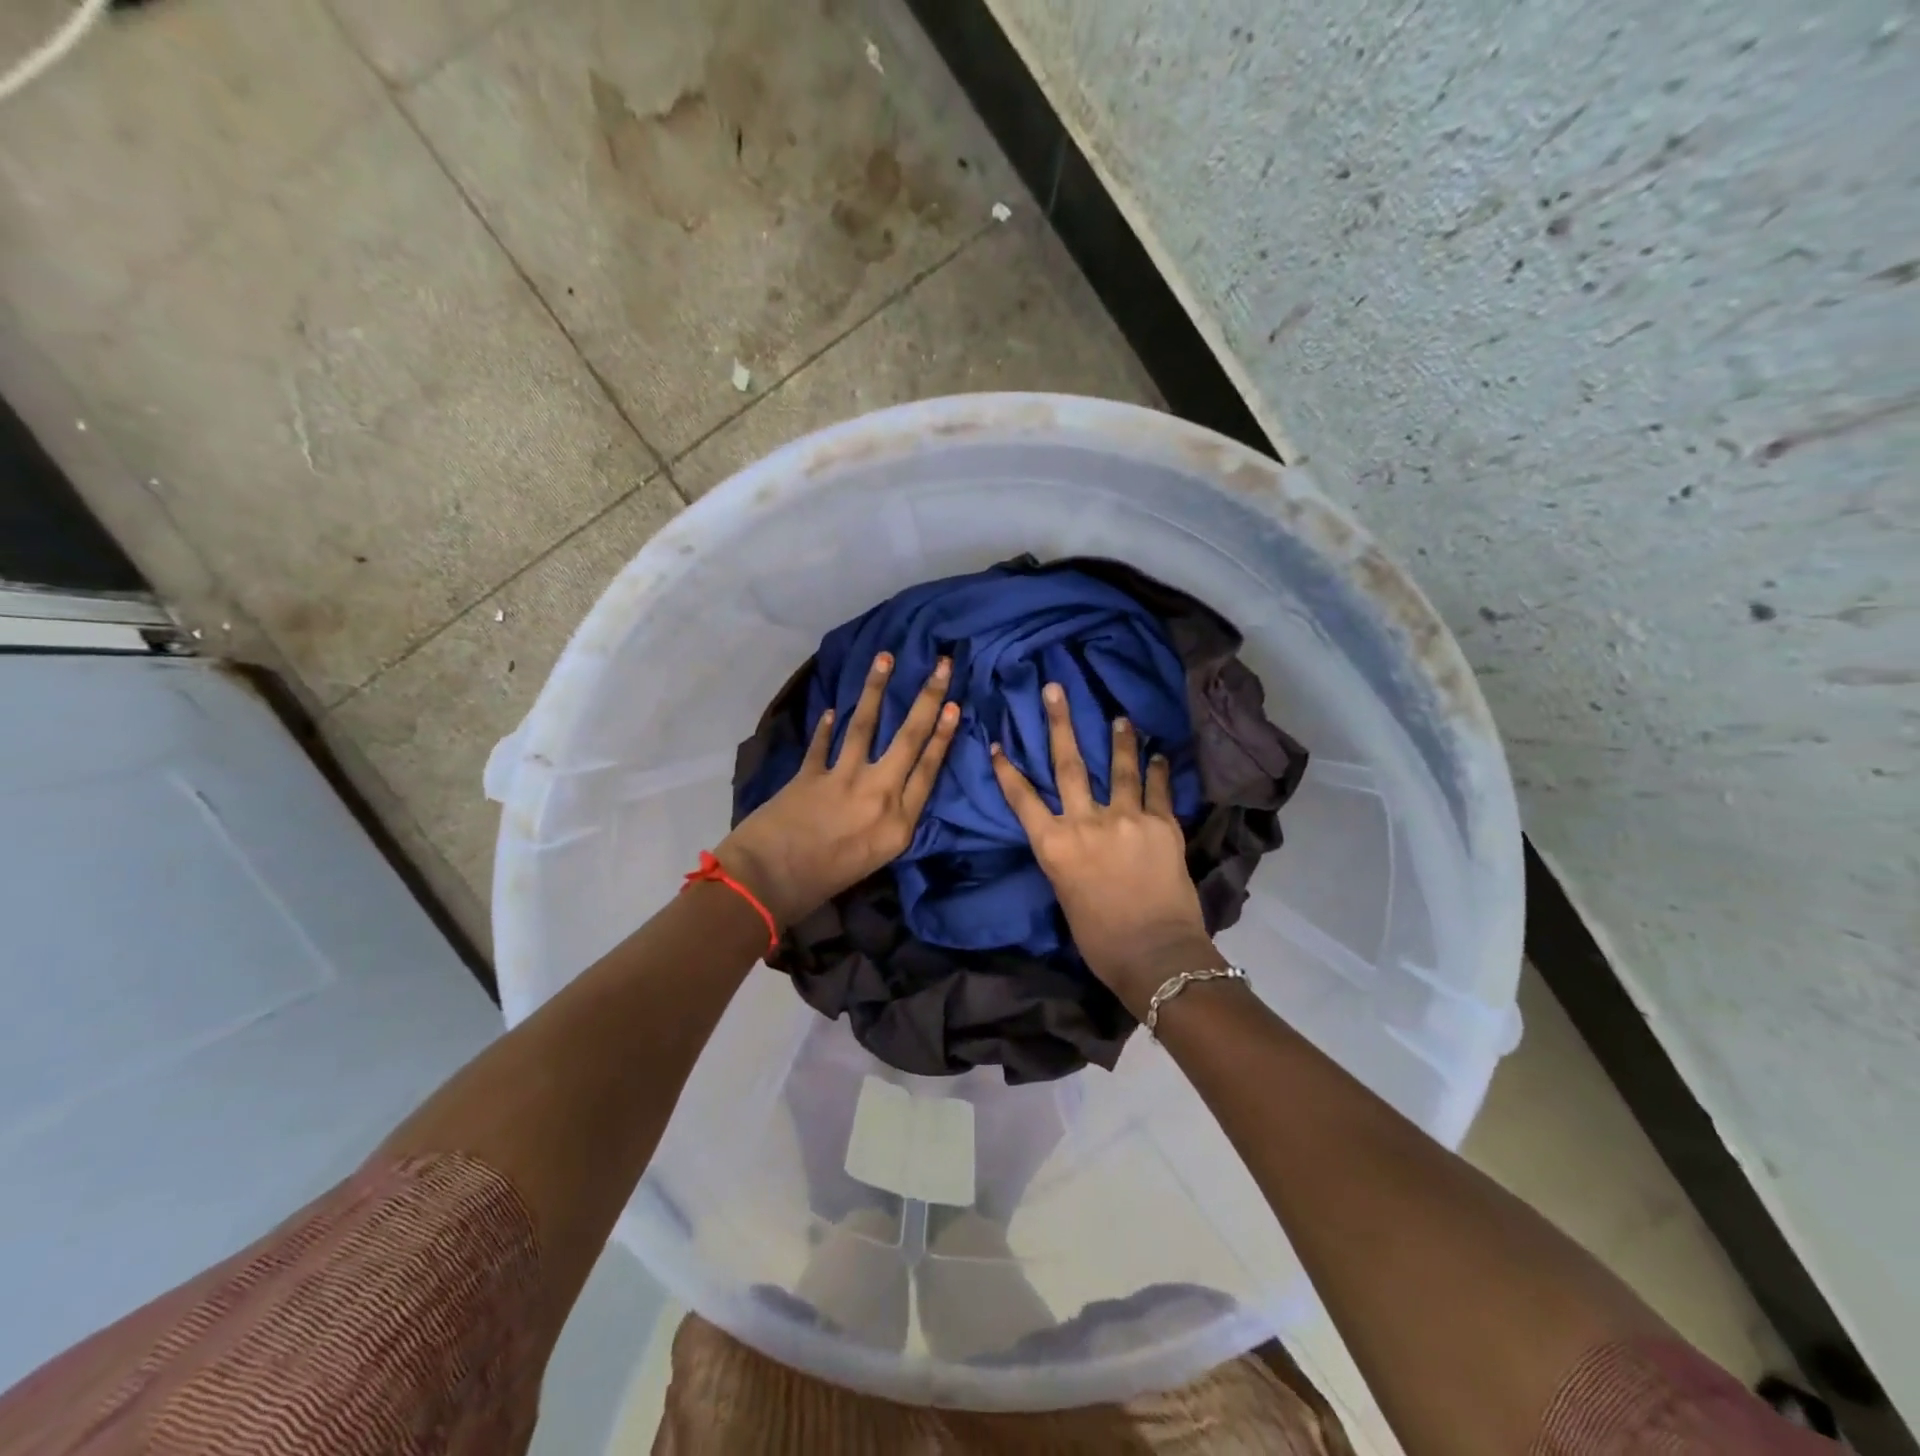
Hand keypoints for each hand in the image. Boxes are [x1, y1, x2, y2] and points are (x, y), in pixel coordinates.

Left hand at [718, 652, 958, 927]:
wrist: (767, 885)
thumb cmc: (824, 884)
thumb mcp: (875, 858)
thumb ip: (890, 822)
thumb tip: (893, 791)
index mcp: (899, 824)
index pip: (929, 769)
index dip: (944, 734)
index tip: (954, 704)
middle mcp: (878, 795)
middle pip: (910, 739)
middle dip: (927, 698)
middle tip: (941, 665)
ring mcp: (843, 781)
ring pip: (866, 726)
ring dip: (876, 689)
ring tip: (885, 658)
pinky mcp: (810, 774)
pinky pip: (823, 743)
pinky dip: (826, 726)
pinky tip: (831, 710)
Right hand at [990, 682, 1216, 1009]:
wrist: (1155, 954)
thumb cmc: (1100, 939)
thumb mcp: (1067, 895)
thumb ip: (1067, 859)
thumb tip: (1075, 842)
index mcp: (1055, 846)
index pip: (1022, 799)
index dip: (1007, 770)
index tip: (998, 743)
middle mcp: (1086, 822)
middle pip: (1068, 764)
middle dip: (1060, 723)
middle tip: (1056, 689)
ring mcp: (1127, 819)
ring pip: (1119, 767)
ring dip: (1119, 739)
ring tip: (1120, 716)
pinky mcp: (1162, 824)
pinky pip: (1157, 789)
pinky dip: (1157, 771)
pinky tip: (1159, 755)